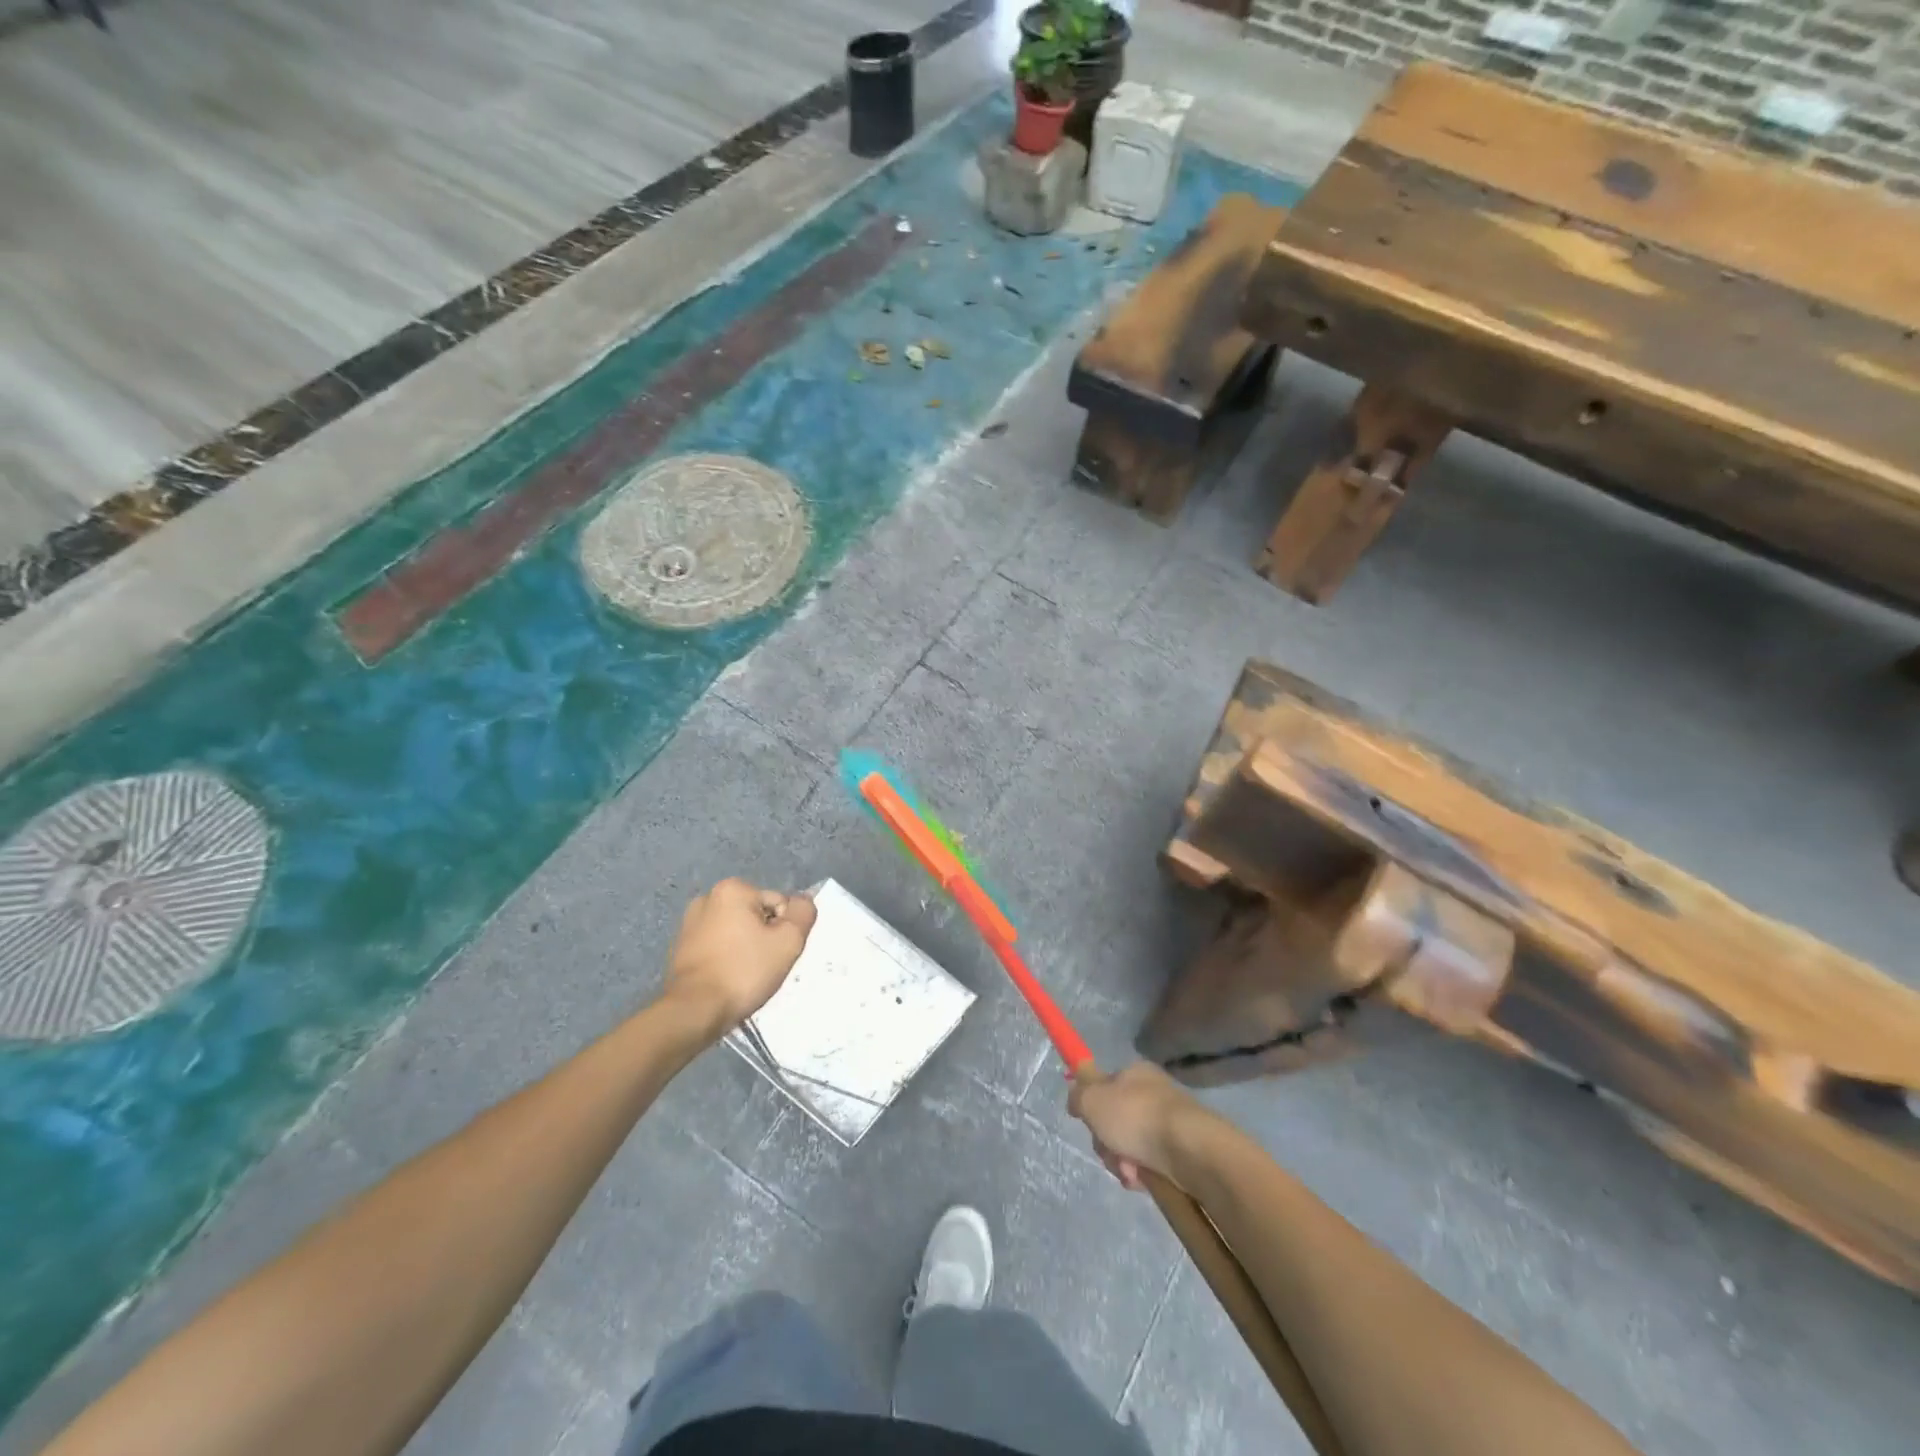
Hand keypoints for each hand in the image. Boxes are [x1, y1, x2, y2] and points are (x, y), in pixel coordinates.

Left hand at [663, 879, 816, 1035]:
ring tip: (745, 975)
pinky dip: (727, 958)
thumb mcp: (788, 941)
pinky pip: (717, 946)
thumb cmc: (743, 972)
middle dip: (764, 937)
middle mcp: (707, 898)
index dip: (784, 929)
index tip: (776, 953)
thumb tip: (803, 901)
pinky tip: (728, 979)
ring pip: (736, 931)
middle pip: (756, 915)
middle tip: (764, 965)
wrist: (695, 1011)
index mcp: (732, 889)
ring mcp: (689, 923)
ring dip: (746, 948)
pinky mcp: (680, 948)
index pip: (778, 904)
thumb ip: (803, 913)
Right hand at [1068, 1062, 1204, 1190]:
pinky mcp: (1181, 1150)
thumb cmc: (1136, 1117)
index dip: (1093, 1106)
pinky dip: (1142, 1173)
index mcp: (1134, 1072)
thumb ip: (1078, 1094)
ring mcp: (1169, 1122)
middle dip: (1106, 1140)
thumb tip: (1075, 1093)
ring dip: (1122, 1161)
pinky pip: (1150, 1162)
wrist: (1190, 1150)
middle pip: (1115, 1119)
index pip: (1104, 1086)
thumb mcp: (1093, 1100)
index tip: (1088, 1122)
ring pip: (1130, 1144)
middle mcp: (1152, 1093)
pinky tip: (1143, 1179)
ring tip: (1129, 1170)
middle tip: (1108, 1149)